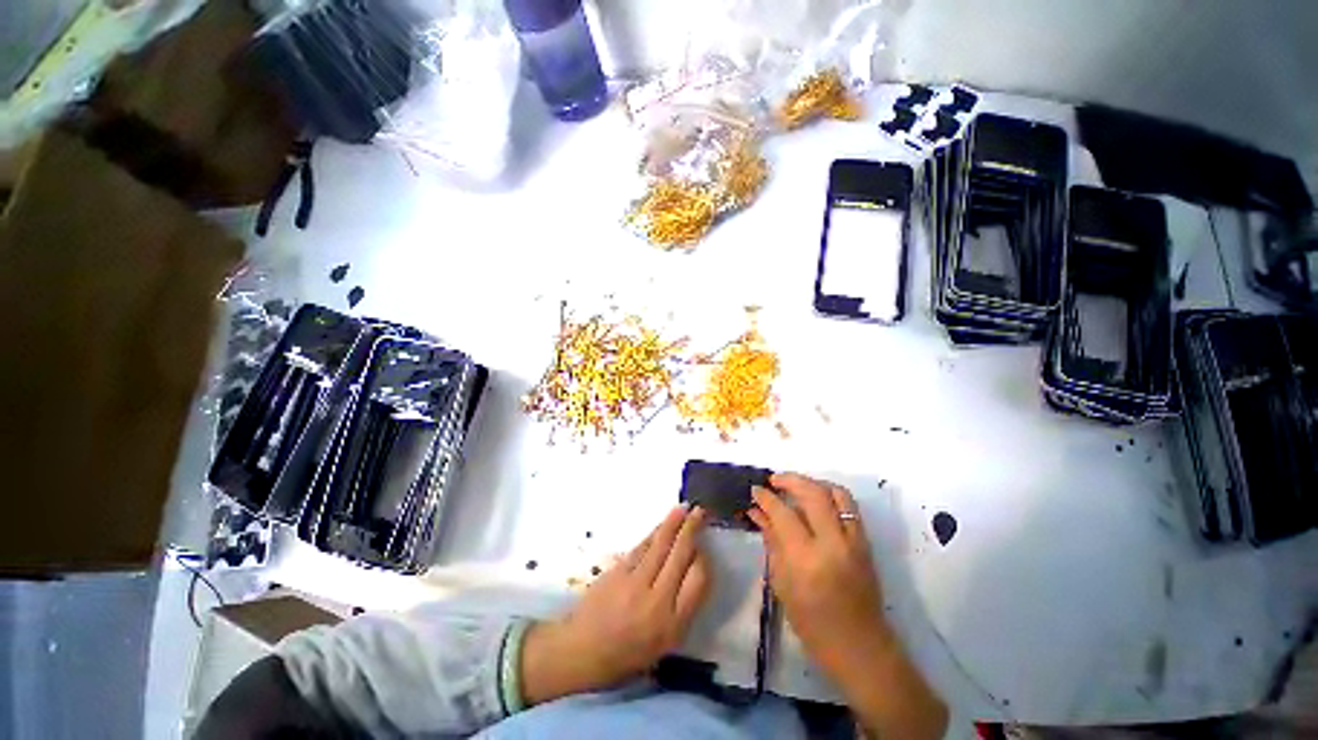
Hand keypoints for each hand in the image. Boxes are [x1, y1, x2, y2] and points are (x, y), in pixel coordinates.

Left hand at [521, 505, 711, 705]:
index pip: (698, 581)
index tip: (704, 548)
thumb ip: (682, 608)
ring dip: (674, 523)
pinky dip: (654, 533)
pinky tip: (662, 524)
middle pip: (680, 555)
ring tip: (684, 508)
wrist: (583, 650)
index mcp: (673, 624)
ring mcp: (635, 582)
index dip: (703, 559)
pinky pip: (642, 546)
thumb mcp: (664, 643)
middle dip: (692, 530)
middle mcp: (657, 600)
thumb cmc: (627, 653)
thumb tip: (692, 569)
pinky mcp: (618, 571)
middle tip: (700, 511)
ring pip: (660, 545)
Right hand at [749, 473, 947, 739]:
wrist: (860, 646)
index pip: (783, 514)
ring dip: (813, 483)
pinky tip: (816, 499)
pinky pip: (849, 506)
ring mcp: (854, 541)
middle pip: (813, 494)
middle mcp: (833, 544)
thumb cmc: (812, 623)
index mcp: (807, 560)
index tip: (755, 490)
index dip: (766, 498)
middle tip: (774, 480)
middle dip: (790, 480)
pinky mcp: (866, 543)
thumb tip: (757, 512)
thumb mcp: (782, 583)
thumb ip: (771, 540)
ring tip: (796, 485)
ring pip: (836, 493)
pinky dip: (830, 495)